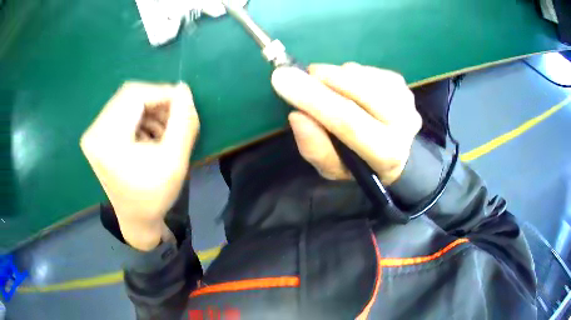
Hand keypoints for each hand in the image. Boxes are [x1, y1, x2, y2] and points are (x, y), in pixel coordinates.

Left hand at [80, 82, 198, 250]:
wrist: (137, 220)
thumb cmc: (155, 196)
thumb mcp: (175, 161)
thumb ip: (183, 122)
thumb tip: (184, 88)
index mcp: (106, 140)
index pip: (135, 96)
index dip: (162, 93)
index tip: (184, 103)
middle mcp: (94, 132)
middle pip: (129, 96)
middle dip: (157, 102)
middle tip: (176, 117)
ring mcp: (94, 133)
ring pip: (127, 102)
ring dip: (151, 110)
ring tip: (166, 130)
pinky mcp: (98, 136)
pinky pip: (122, 112)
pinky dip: (141, 117)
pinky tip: (152, 134)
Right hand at [271, 63, 420, 183]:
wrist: (393, 153)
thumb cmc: (358, 163)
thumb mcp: (332, 168)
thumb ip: (315, 148)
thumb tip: (297, 114)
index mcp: (387, 154)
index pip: (349, 122)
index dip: (314, 99)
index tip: (282, 78)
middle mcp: (404, 125)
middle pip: (360, 91)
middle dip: (323, 79)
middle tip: (301, 76)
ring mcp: (406, 101)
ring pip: (361, 75)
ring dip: (336, 76)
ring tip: (327, 87)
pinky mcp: (402, 85)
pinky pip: (367, 70)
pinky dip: (349, 74)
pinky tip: (348, 87)